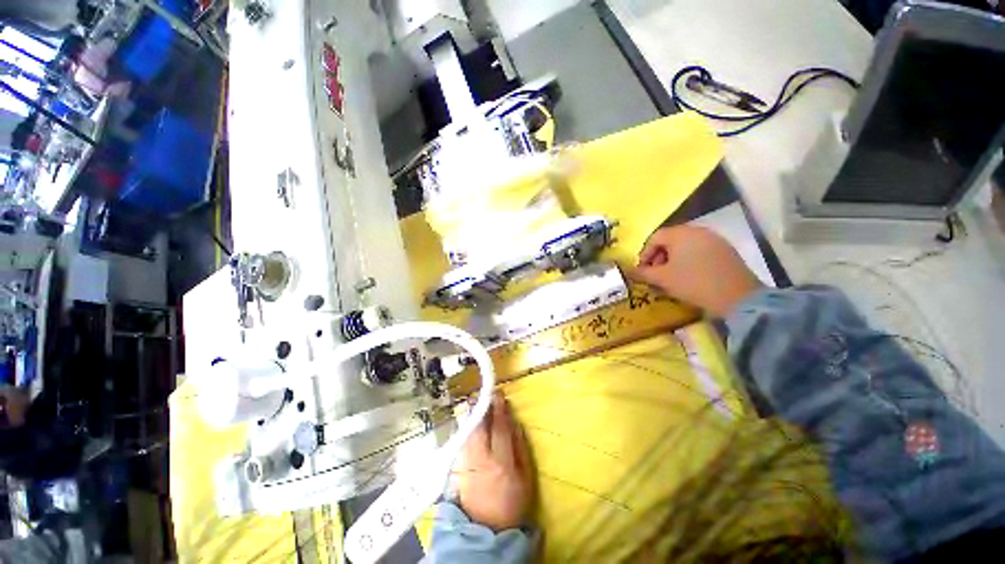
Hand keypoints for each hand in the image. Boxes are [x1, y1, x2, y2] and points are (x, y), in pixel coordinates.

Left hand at [455, 393, 533, 530]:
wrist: (487, 530)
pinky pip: (463, 440)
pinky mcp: (459, 467)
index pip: (500, 429)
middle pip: (480, 427)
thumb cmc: (512, 503)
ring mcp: (467, 462)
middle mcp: (481, 459)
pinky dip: (467, 427)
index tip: (500, 396)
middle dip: (482, 408)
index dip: (500, 410)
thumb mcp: (526, 478)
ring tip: (476, 403)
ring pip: (469, 432)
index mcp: (501, 462)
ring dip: (473, 415)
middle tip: (486, 395)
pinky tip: (470, 421)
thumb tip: (515, 424)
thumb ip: (521, 448)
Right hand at [630, 226, 762, 317]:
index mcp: (681, 233)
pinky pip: (700, 251)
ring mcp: (715, 239)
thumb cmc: (692, 282)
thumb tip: (630, 271)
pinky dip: (690, 261)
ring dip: (674, 259)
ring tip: (672, 277)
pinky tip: (690, 277)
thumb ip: (643, 273)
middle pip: (670, 240)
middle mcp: (698, 231)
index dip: (644, 254)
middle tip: (656, 274)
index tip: (643, 270)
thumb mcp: (662, 279)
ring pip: (686, 246)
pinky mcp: (726, 250)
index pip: (655, 237)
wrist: (737, 296)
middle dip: (659, 257)